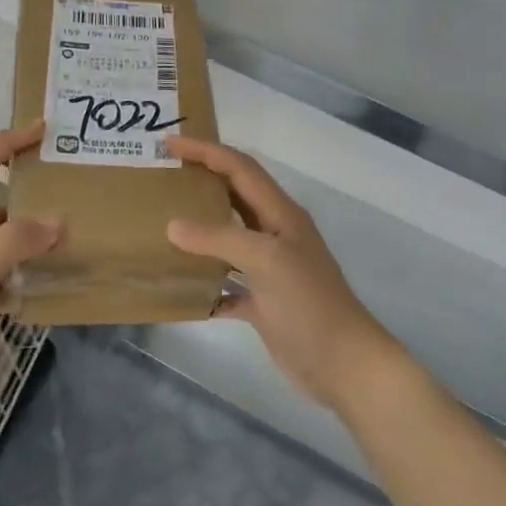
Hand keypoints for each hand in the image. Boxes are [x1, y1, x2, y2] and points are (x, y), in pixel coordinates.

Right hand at [165, 137, 400, 412]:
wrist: (343, 364)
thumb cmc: (308, 303)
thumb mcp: (266, 260)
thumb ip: (219, 238)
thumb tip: (173, 226)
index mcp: (281, 214)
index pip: (240, 168)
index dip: (206, 151)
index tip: (169, 142)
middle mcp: (275, 234)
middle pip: (234, 196)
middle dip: (202, 181)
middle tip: (162, 176)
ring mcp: (270, 269)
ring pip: (229, 238)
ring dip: (200, 230)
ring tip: (162, 222)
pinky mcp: (264, 301)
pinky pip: (227, 283)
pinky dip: (205, 282)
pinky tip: (179, 287)